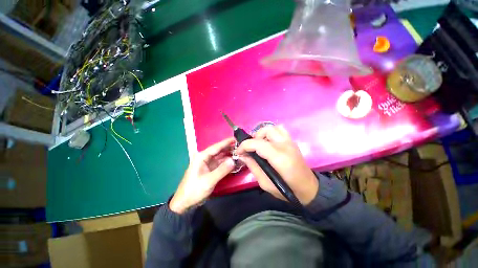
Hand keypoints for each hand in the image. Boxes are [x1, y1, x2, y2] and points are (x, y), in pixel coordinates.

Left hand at [170, 137, 235, 213]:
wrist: (185, 203)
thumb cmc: (194, 190)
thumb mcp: (209, 180)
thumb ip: (222, 170)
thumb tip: (234, 160)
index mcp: (202, 157)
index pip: (216, 147)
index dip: (226, 142)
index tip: (236, 139)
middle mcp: (205, 158)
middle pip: (219, 151)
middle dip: (229, 149)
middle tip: (241, 147)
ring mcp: (208, 164)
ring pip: (221, 157)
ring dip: (229, 156)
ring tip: (240, 154)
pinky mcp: (210, 170)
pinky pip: (220, 164)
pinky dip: (227, 164)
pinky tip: (234, 163)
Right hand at [236, 126, 317, 204]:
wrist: (308, 188)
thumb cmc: (287, 189)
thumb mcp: (265, 183)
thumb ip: (253, 167)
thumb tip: (243, 155)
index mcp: (279, 158)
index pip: (258, 144)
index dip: (244, 146)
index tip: (238, 152)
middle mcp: (285, 145)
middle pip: (266, 131)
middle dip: (254, 138)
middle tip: (251, 149)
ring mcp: (290, 142)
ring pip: (273, 128)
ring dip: (262, 134)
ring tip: (259, 144)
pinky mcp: (292, 141)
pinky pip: (280, 130)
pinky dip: (271, 133)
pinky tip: (269, 142)